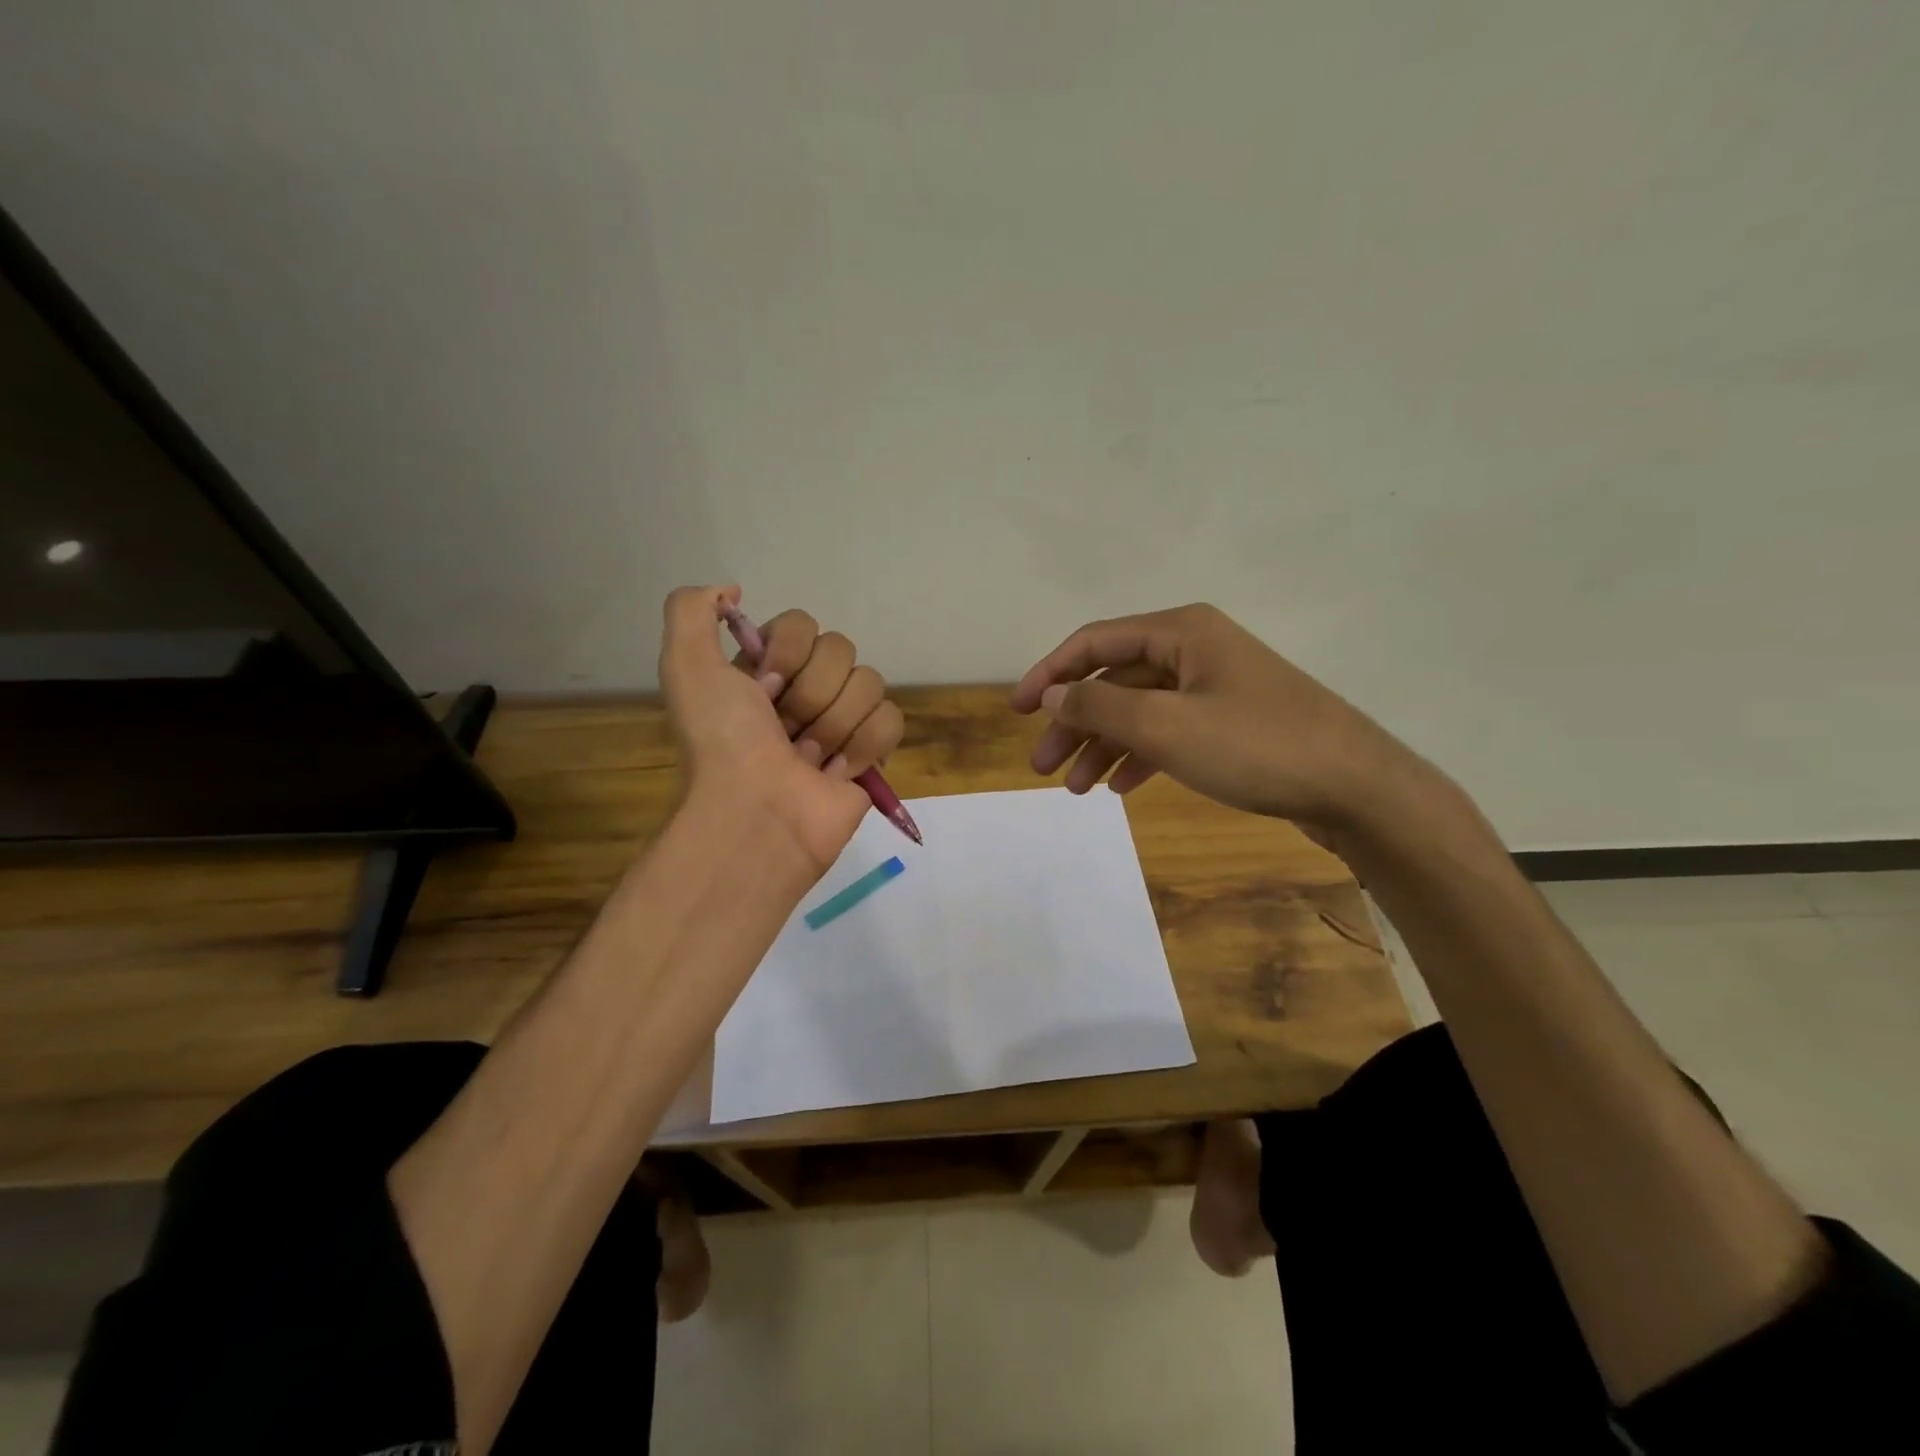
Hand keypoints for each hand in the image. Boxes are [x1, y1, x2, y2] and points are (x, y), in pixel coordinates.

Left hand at [659, 586, 903, 871]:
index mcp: (765, 671)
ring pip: (869, 683)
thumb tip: (733, 591)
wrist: (757, 814)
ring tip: (808, 760)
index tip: (763, 690)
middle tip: (784, 731)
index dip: (786, 653)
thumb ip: (693, 610)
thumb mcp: (686, 666)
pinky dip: (865, 746)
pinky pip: (891, 719)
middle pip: (840, 650)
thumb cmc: (723, 742)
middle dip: (811, 694)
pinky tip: (837, 772)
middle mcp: (804, 691)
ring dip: (834, 725)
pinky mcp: (872, 754)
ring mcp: (841, 722)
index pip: (802, 625)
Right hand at [1010, 603, 1436, 847]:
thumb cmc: (1256, 746)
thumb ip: (1099, 704)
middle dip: (1074, 722)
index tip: (1015, 712)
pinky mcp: (1231, 723)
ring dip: (1103, 745)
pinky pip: (1169, 731)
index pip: (1094, 641)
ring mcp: (1216, 687)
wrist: (1356, 788)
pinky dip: (1140, 756)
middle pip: (1114, 678)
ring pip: (1139, 710)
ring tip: (1075, 788)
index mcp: (1181, 631)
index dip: (1048, 673)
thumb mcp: (1165, 725)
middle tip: (1042, 767)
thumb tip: (1050, 691)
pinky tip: (1121, 786)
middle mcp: (1196, 649)